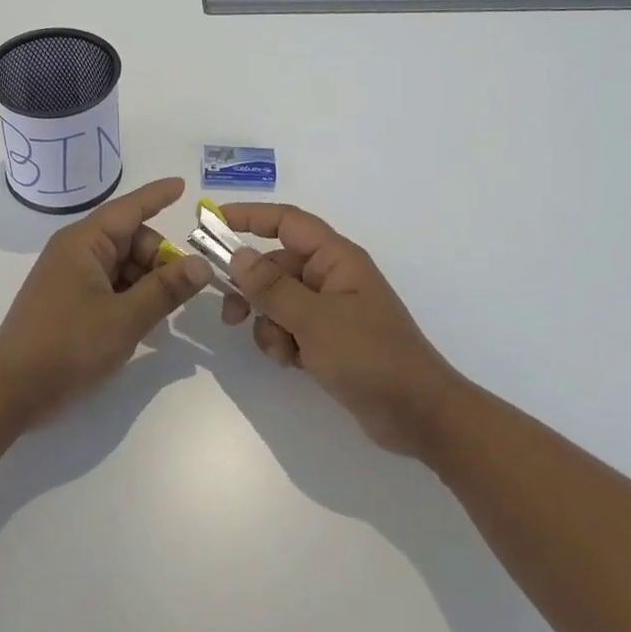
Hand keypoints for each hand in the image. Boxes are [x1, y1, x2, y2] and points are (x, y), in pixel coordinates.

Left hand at [0, 177, 210, 424]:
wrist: (11, 391)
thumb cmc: (68, 346)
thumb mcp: (125, 318)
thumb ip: (166, 289)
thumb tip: (201, 264)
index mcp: (84, 242)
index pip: (129, 208)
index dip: (158, 196)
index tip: (184, 185)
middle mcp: (76, 252)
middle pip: (131, 240)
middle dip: (159, 259)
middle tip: (181, 291)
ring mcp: (70, 277)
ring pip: (122, 266)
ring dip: (147, 283)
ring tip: (162, 315)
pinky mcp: (68, 302)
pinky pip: (110, 287)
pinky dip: (130, 298)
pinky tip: (144, 324)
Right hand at [219, 204, 458, 455]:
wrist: (418, 415)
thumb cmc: (370, 356)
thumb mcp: (314, 319)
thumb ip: (272, 287)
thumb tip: (237, 255)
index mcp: (336, 259)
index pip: (287, 222)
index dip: (250, 216)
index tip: (212, 220)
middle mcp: (332, 277)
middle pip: (276, 266)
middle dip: (252, 289)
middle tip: (229, 314)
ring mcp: (331, 310)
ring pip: (278, 301)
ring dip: (269, 324)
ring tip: (280, 352)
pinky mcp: (329, 340)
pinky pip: (290, 328)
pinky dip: (283, 343)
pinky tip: (293, 364)